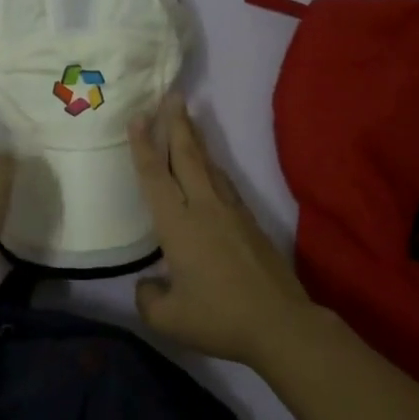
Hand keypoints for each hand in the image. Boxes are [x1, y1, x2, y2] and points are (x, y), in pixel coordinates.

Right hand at [128, 93, 315, 369]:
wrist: (280, 324)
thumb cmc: (218, 318)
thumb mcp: (168, 319)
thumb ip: (148, 298)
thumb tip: (148, 284)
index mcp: (178, 225)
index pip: (155, 176)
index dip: (143, 145)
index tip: (138, 116)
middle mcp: (203, 207)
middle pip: (186, 156)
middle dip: (176, 123)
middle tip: (172, 95)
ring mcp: (230, 212)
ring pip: (208, 165)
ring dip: (195, 139)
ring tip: (188, 120)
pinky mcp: (250, 222)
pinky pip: (225, 182)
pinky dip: (212, 165)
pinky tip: (212, 166)